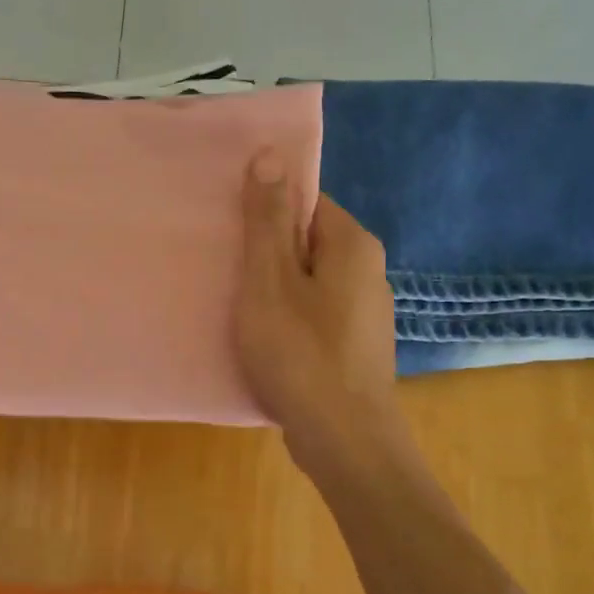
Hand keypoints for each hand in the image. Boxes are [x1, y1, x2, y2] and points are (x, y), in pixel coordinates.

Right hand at [235, 150, 401, 465]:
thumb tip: (271, 153)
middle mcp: (368, 271)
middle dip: (267, 253)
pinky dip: (289, 321)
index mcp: (352, 244)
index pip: (306, 201)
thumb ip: (268, 219)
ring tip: (238, 308)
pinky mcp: (355, 348)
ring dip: (275, 290)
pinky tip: (265, 342)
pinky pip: (315, 316)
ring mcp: (365, 313)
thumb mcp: (270, 280)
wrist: (345, 440)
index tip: (229, 232)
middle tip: (225, 271)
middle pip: (307, 242)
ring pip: (309, 283)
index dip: (265, 211)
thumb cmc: (300, 354)